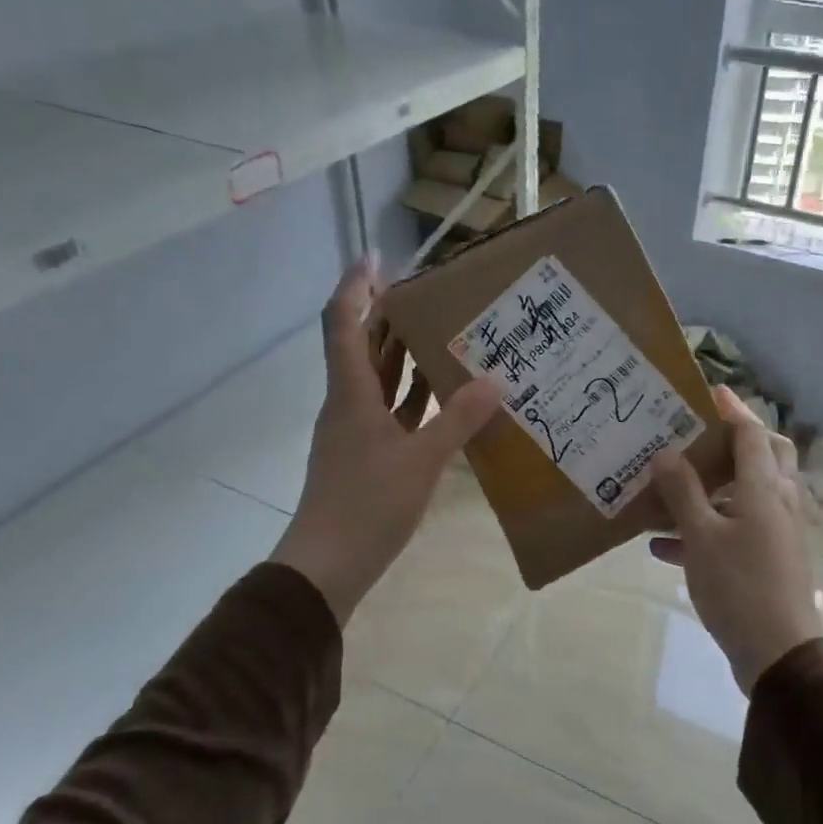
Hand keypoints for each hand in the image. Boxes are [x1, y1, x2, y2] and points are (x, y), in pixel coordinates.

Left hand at [270, 256, 502, 623]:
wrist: (327, 567)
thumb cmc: (367, 506)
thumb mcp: (421, 461)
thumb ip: (458, 419)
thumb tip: (495, 379)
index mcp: (350, 394)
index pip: (344, 322)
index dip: (356, 286)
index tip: (378, 256)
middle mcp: (347, 404)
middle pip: (361, 345)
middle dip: (387, 314)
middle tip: (428, 293)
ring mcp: (355, 432)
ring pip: (377, 379)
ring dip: (402, 354)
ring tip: (442, 334)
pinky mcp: (366, 456)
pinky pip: (390, 411)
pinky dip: (412, 396)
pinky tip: (444, 396)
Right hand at [647, 387, 822, 694]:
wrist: (778, 654)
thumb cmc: (739, 587)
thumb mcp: (702, 537)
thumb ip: (683, 492)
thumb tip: (666, 453)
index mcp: (766, 489)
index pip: (752, 434)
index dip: (732, 410)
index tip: (709, 392)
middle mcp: (779, 503)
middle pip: (765, 458)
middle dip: (735, 443)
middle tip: (701, 435)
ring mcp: (778, 533)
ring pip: (746, 496)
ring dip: (710, 490)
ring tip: (667, 491)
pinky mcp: (770, 560)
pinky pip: (736, 531)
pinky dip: (705, 529)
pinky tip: (662, 545)